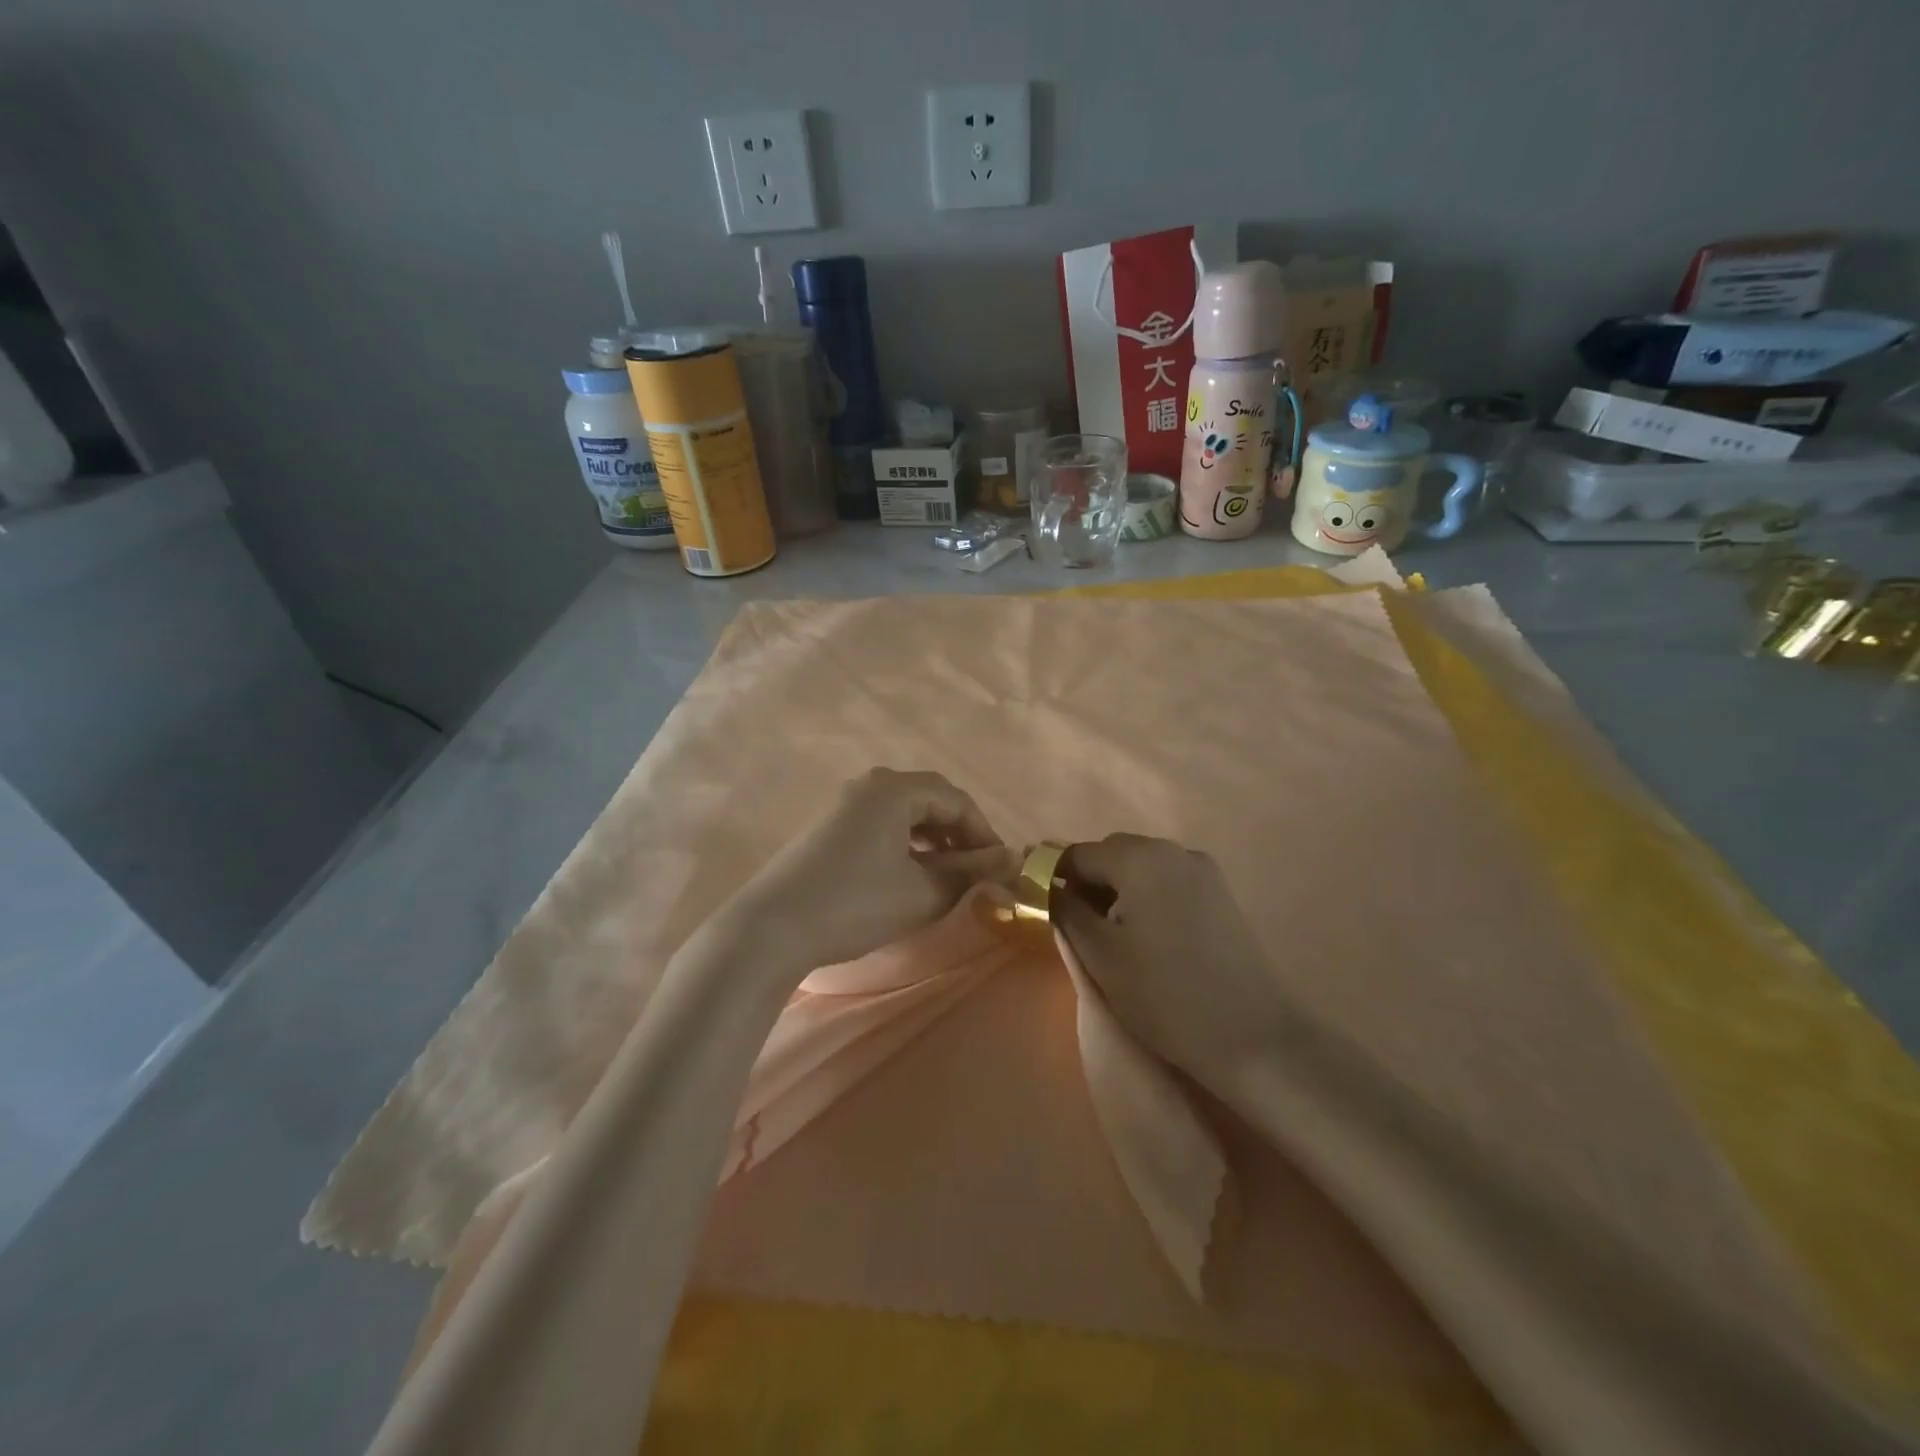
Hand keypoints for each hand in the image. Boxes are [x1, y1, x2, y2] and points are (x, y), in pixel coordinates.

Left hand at [726, 768, 1013, 976]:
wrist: (771, 928)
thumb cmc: (855, 904)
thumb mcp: (922, 893)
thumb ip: (970, 873)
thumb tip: (1010, 860)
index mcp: (894, 789)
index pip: (956, 801)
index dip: (984, 834)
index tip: (1001, 869)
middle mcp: (870, 786)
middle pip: (930, 801)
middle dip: (959, 836)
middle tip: (977, 873)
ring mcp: (845, 805)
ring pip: (905, 815)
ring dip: (933, 842)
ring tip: (948, 877)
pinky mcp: (829, 829)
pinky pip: (882, 826)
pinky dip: (905, 846)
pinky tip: (910, 876)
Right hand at [1055, 833, 1282, 1089]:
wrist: (1253, 1038)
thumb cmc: (1164, 995)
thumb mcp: (1100, 954)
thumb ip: (1065, 910)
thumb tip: (1046, 886)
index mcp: (1139, 857)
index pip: (1078, 854)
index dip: (1052, 876)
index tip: (1038, 906)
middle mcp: (1173, 850)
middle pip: (1112, 854)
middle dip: (1086, 882)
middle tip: (1072, 926)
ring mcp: (1203, 871)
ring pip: (1141, 868)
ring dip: (1117, 890)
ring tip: (1109, 935)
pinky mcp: (1221, 895)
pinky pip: (1168, 882)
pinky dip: (1146, 898)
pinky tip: (1146, 937)